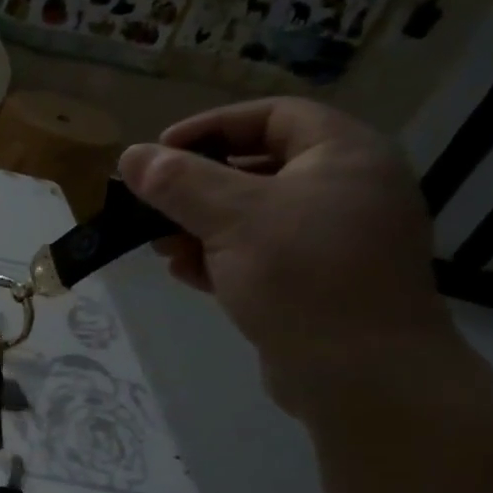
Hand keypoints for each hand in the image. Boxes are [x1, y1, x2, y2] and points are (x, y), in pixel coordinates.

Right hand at [118, 97, 456, 417]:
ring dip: (200, 226)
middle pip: (258, 167)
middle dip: (197, 185)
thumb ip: (178, 183)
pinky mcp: (318, 282)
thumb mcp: (232, 219)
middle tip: (151, 203)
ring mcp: (334, 240)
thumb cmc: (303, 277)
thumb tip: (130, 156)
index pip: (272, 116)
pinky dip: (220, 258)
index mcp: (344, 156)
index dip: (211, 126)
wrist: (363, 376)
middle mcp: (347, 189)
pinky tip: (186, 274)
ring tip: (160, 245)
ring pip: (254, 216)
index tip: (160, 152)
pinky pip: (261, 254)